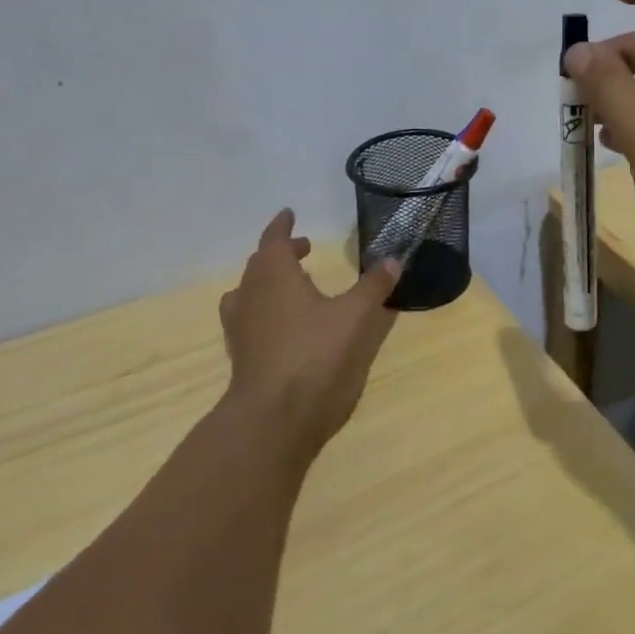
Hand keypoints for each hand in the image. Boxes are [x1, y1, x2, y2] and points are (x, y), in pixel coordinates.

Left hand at [219, 209, 400, 462]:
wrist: (274, 419)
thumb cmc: (314, 355)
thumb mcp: (355, 316)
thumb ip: (374, 286)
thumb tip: (393, 259)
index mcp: (273, 275)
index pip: (273, 239)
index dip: (283, 226)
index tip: (290, 214)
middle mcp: (250, 294)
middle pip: (260, 264)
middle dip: (281, 254)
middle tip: (304, 250)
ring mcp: (241, 328)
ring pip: (250, 293)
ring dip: (269, 283)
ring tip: (294, 287)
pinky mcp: (242, 356)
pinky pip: (250, 321)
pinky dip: (266, 312)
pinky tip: (288, 326)